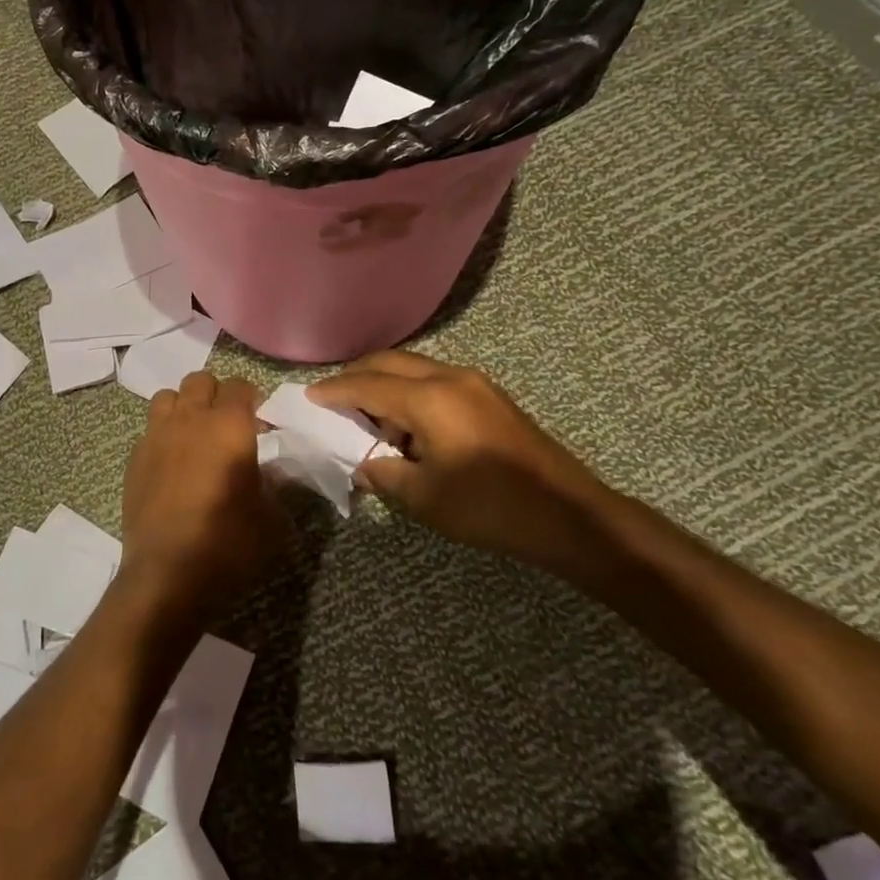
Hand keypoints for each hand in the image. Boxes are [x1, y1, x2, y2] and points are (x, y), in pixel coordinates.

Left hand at [120, 372, 289, 618]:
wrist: (167, 574)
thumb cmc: (227, 544)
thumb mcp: (270, 518)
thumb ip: (273, 484)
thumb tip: (269, 471)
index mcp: (229, 426)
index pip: (240, 386)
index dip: (252, 398)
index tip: (259, 421)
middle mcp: (190, 420)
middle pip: (200, 380)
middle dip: (216, 394)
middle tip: (227, 423)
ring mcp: (156, 435)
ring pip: (168, 396)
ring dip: (184, 407)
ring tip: (194, 435)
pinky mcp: (134, 457)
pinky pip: (150, 429)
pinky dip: (163, 435)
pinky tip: (171, 464)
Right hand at [307, 351, 618, 577]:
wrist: (571, 516)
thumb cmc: (490, 507)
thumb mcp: (425, 497)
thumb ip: (383, 473)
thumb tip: (361, 463)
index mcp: (430, 399)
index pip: (367, 385)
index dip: (334, 391)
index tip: (308, 397)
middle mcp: (450, 378)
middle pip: (390, 363)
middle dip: (357, 376)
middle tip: (332, 399)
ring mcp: (474, 384)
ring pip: (414, 369)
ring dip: (385, 385)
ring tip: (368, 420)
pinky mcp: (490, 397)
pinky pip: (435, 381)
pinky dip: (410, 393)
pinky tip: (407, 426)